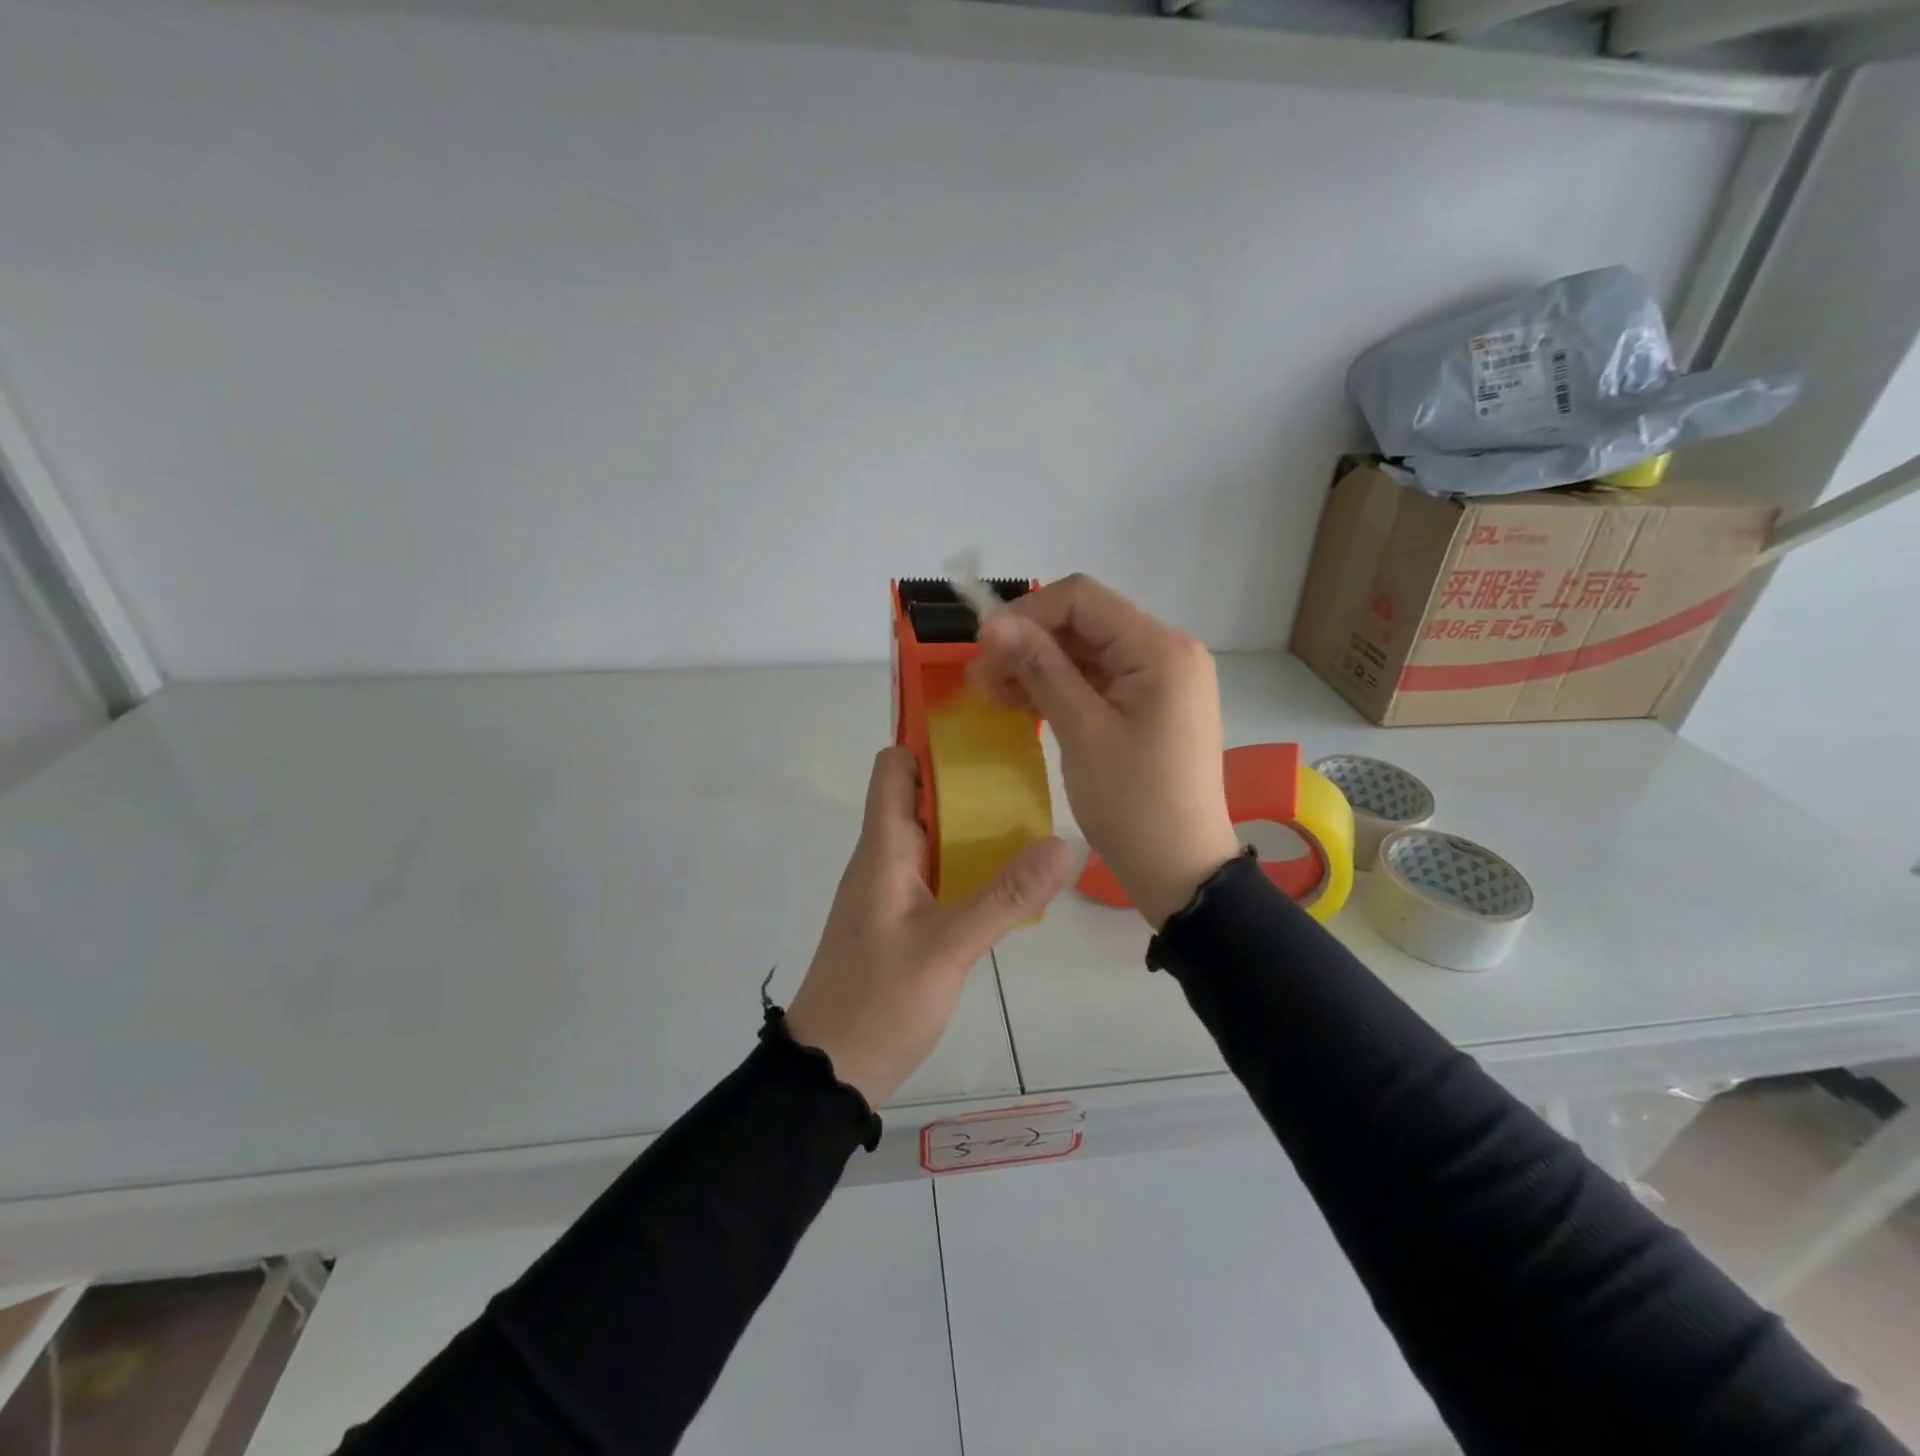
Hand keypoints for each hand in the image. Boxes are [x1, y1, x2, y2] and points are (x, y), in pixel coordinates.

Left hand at [786, 746, 1074, 1108]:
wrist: (830, 1073)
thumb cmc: (877, 1002)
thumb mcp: (948, 948)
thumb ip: (1007, 896)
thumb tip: (1064, 844)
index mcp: (882, 849)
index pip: (893, 768)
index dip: (929, 741)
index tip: (983, 732)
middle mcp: (883, 859)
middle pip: (919, 796)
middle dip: (966, 779)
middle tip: (1026, 771)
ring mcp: (890, 891)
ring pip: (931, 836)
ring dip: (971, 823)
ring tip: (1031, 815)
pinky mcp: (901, 920)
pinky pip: (936, 872)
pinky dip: (968, 862)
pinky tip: (1009, 876)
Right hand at [968, 574, 1239, 929]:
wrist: (1181, 871)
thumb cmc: (1133, 803)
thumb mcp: (1082, 731)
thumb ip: (1041, 668)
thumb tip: (993, 624)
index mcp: (1160, 649)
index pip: (1083, 599)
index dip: (1026, 614)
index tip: (983, 647)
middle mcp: (1166, 652)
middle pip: (1084, 624)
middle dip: (1028, 643)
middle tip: (979, 677)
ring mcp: (1160, 681)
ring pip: (1086, 653)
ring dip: (1037, 667)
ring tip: (990, 693)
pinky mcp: (1150, 706)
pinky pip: (1097, 682)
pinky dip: (1059, 689)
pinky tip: (1020, 704)